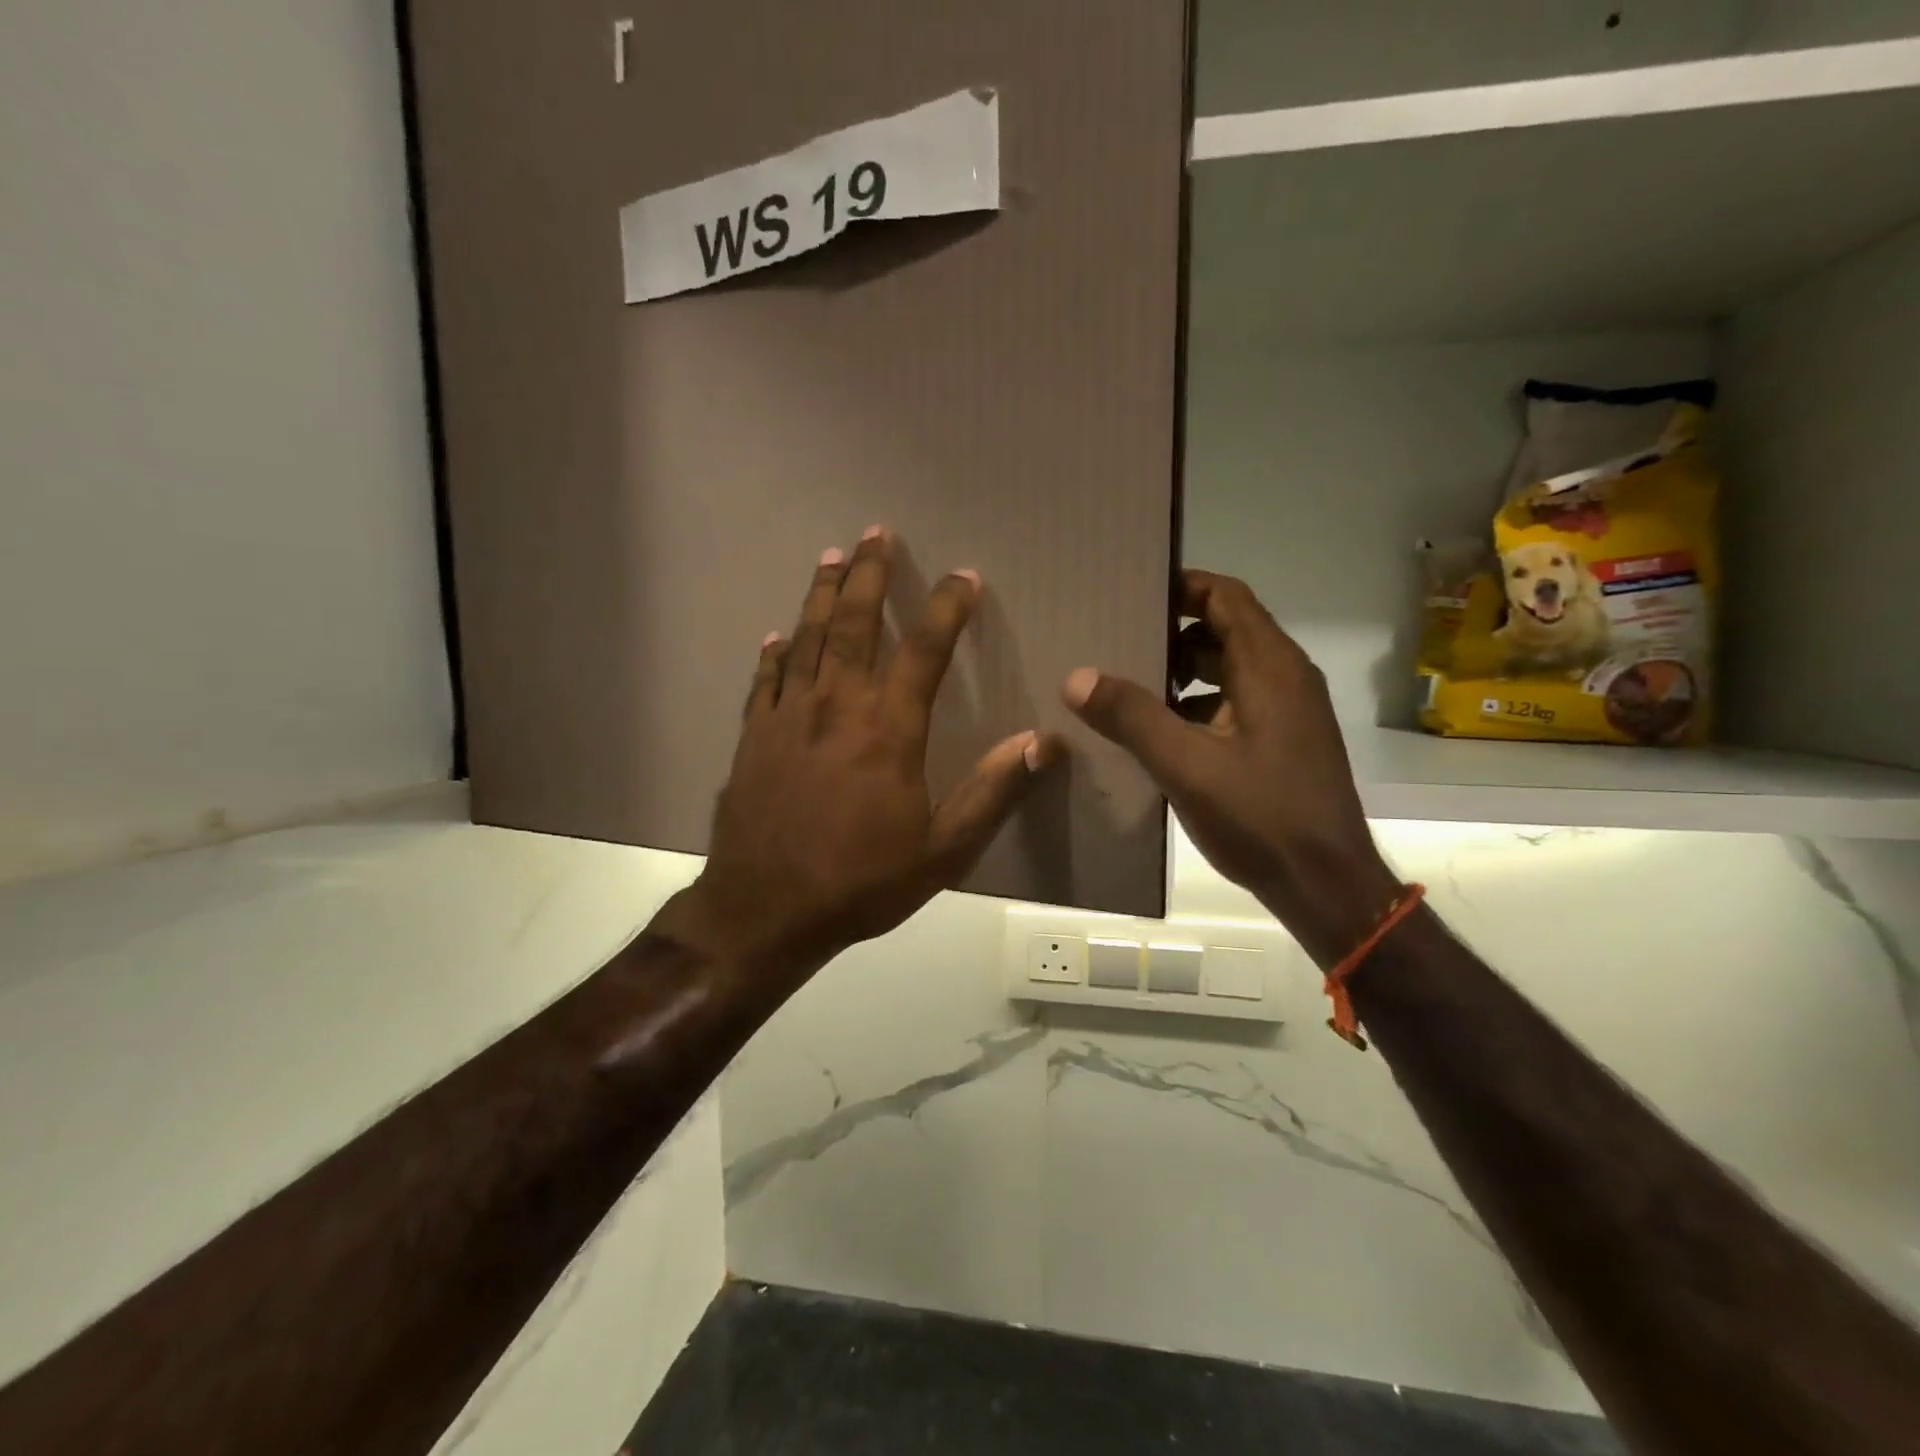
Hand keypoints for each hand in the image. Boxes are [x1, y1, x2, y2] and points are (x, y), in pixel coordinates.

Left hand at [673, 529, 1062, 982]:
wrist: (765, 910)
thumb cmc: (861, 881)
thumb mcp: (943, 850)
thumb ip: (992, 791)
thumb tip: (1043, 741)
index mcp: (888, 729)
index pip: (923, 650)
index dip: (946, 608)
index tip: (964, 577)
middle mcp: (836, 707)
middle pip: (853, 624)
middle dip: (868, 574)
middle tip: (876, 533)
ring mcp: (787, 717)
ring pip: (806, 638)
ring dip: (820, 594)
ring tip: (830, 556)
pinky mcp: (753, 737)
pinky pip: (765, 680)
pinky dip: (774, 653)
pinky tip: (777, 635)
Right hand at [1063, 569, 1399, 968]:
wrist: (1325, 885)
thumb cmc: (1261, 816)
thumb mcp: (1186, 765)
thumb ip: (1131, 716)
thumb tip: (1076, 676)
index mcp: (1269, 666)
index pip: (1225, 596)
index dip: (1180, 586)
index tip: (1130, 592)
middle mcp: (1284, 677)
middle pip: (1224, 630)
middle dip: (1169, 632)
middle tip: (1114, 640)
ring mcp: (1287, 712)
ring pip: (1227, 670)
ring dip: (1180, 672)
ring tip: (1124, 685)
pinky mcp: (1282, 742)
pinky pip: (1234, 703)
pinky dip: (1196, 705)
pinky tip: (1157, 733)